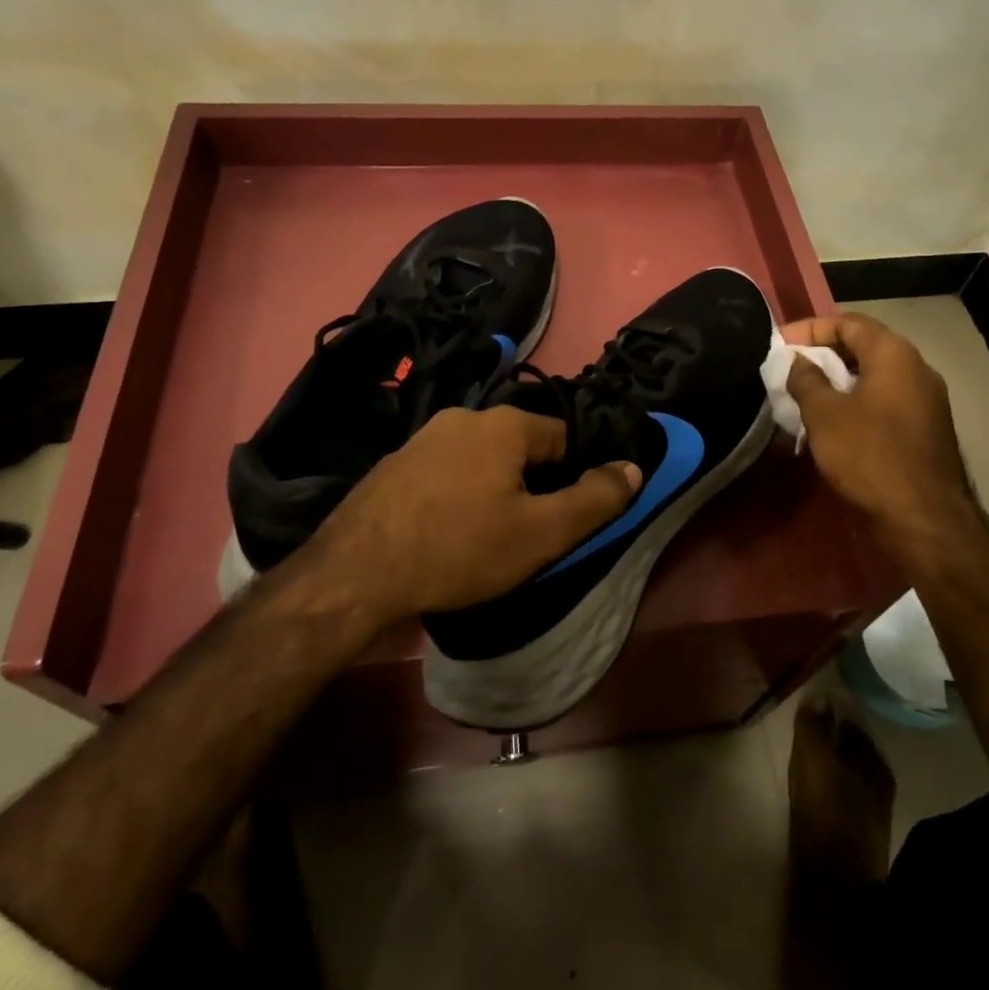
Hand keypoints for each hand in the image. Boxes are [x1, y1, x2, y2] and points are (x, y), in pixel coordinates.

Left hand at [284, 406, 640, 625]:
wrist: (355, 573)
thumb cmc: (460, 548)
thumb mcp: (541, 534)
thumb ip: (595, 499)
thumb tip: (633, 468)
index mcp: (505, 423)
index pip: (564, 439)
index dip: (573, 479)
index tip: (562, 518)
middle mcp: (465, 415)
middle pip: (522, 448)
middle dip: (532, 485)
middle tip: (525, 533)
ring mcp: (424, 436)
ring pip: (483, 459)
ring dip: (494, 489)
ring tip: (484, 537)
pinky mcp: (396, 462)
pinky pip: (447, 471)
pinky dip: (458, 494)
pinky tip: (446, 532)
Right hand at [783, 313, 976, 576]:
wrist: (925, 519)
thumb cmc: (870, 456)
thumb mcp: (825, 415)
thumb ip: (806, 380)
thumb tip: (798, 361)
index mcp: (894, 354)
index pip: (848, 322)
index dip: (810, 329)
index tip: (780, 344)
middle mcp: (916, 368)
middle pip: (863, 347)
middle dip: (823, 355)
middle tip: (789, 370)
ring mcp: (926, 400)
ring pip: (874, 377)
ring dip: (838, 382)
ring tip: (804, 397)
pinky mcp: (925, 429)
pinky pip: (885, 401)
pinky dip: (856, 403)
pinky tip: (832, 424)